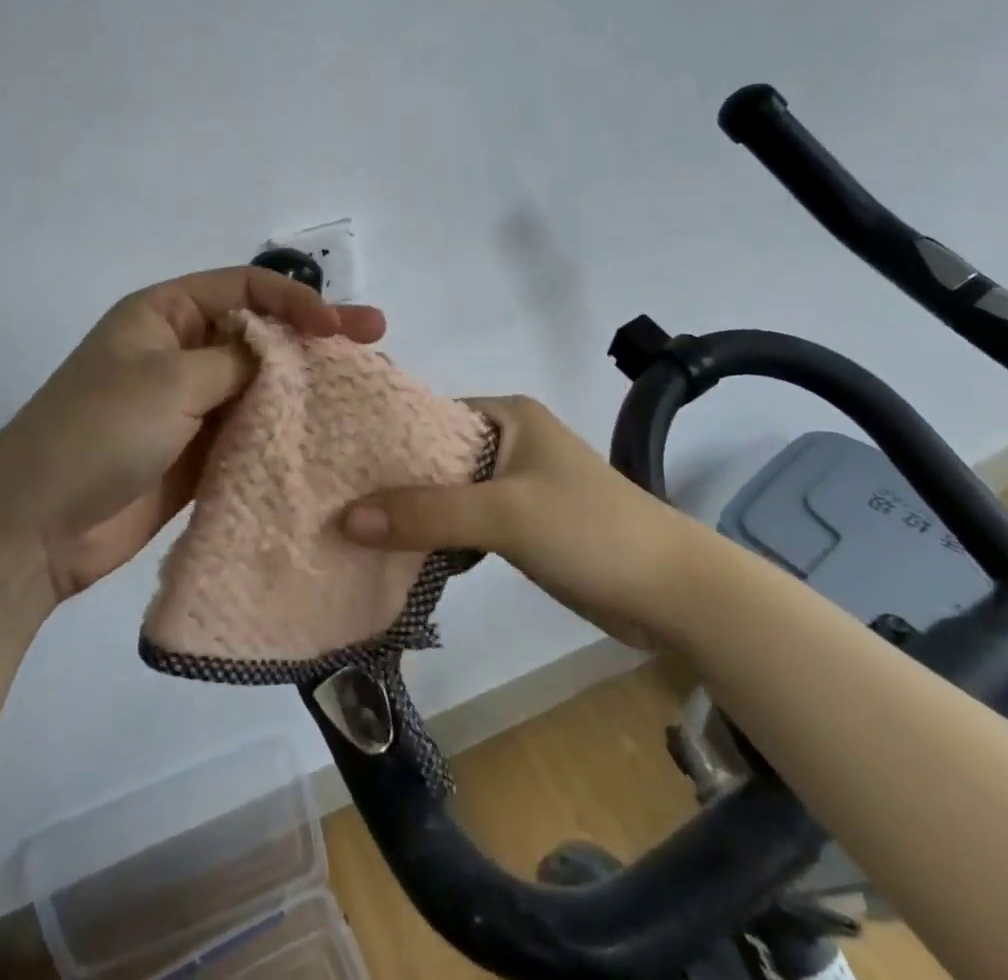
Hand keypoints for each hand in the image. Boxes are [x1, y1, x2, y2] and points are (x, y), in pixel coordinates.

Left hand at [0, 267, 386, 600]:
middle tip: (373, 341)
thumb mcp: (170, 379)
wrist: (35, 526)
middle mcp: (181, 351)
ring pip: (259, 385)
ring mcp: (190, 405)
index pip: (245, 289)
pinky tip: (326, 433)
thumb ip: (238, 361)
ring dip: (304, 386)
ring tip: (361, 388)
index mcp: (166, 314)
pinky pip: (250, 431)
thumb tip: (283, 355)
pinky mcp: (197, 452)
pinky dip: (283, 430)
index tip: (339, 325)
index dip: (296, 300)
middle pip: (259, 334)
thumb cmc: (98, 430)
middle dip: (313, 337)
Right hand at [342, 395, 697, 648]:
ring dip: (413, 513)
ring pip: (449, 493)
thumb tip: (346, 519)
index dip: (385, 438)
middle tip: (334, 500)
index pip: (429, 416)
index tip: (336, 462)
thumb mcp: (504, 514)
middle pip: (435, 457)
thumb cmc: (589, 529)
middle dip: (392, 480)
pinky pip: (466, 524)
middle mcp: (509, 441)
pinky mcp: (522, 526)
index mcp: (508, 415)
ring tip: (353, 528)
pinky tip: (398, 554)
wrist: (672, 592)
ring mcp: (517, 485)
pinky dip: (438, 537)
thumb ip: (427, 514)